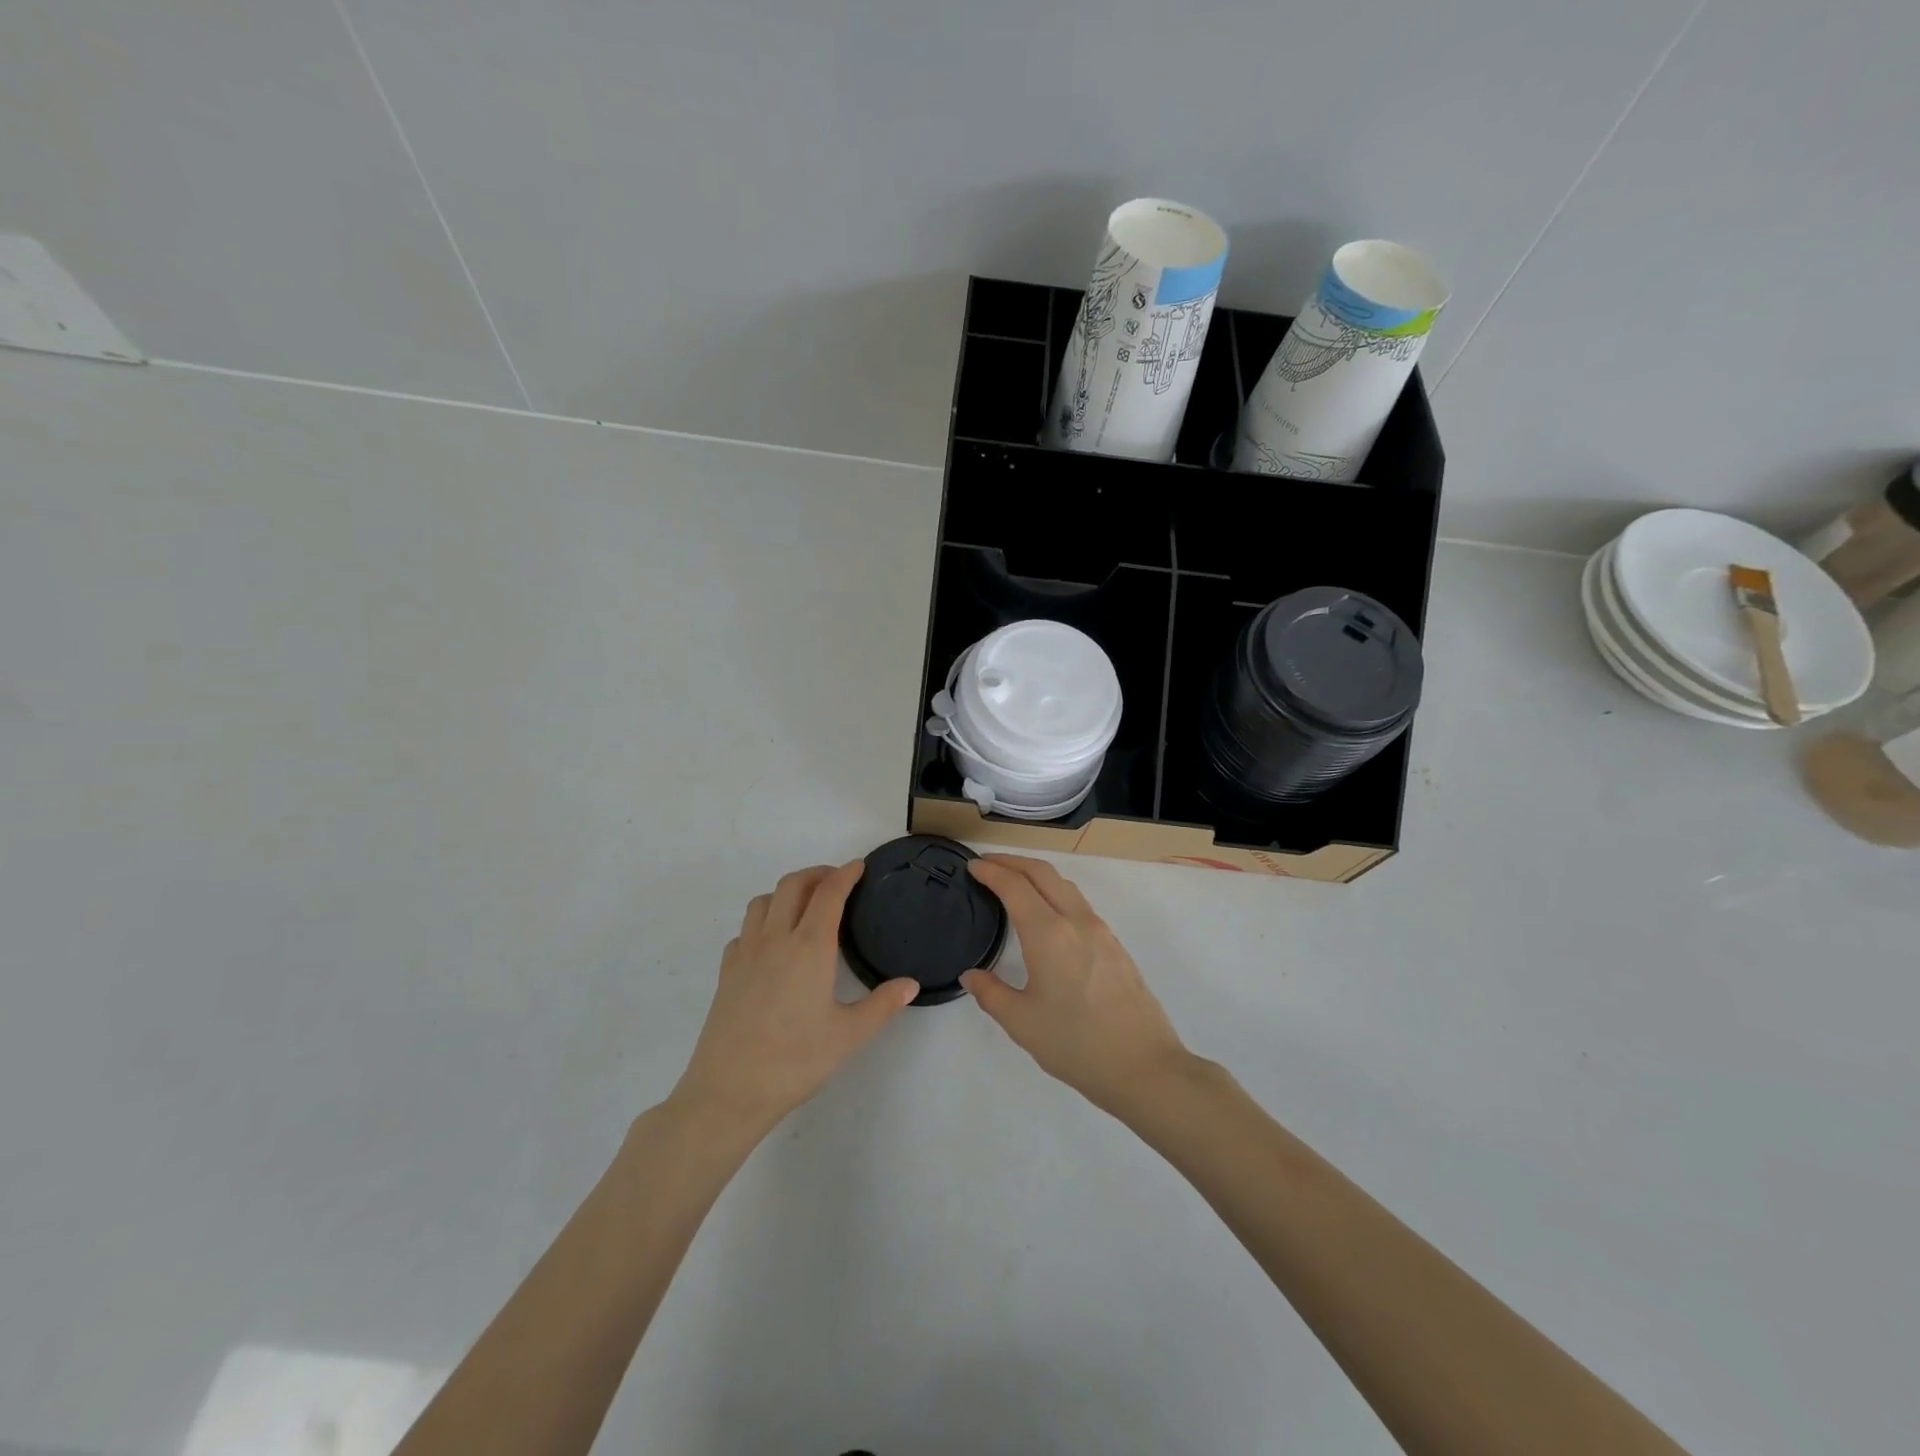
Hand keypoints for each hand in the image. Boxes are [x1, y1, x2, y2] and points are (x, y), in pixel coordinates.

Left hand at [670, 862, 919, 1136]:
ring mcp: (746, 954)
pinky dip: (761, 923)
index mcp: (810, 947)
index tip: (858, 866)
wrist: (729, 1091)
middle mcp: (775, 939)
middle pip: (792, 885)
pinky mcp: (727, 973)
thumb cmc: (796, 1061)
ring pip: (763, 902)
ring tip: (804, 906)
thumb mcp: (849, 1035)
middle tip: (836, 881)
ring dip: (786, 892)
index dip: (845, 874)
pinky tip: (771, 945)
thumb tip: (910, 984)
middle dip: (816, 874)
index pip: (829, 894)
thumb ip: (882, 1005)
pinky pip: (744, 931)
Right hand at [962, 855, 1190, 1117]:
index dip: (991, 871)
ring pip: (1065, 885)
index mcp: (1049, 934)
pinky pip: (1079, 903)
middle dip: (1013, 861)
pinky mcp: (1115, 945)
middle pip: (1043, 873)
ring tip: (1014, 883)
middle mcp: (1076, 921)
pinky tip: (1047, 914)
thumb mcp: (1022, 1023)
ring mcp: (1101, 931)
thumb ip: (991, 993)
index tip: (972, 866)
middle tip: (987, 865)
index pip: (1015, 886)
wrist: (1144, 1067)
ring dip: (1036, 875)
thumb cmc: (1076, 1045)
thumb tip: (971, 975)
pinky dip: (1055, 892)